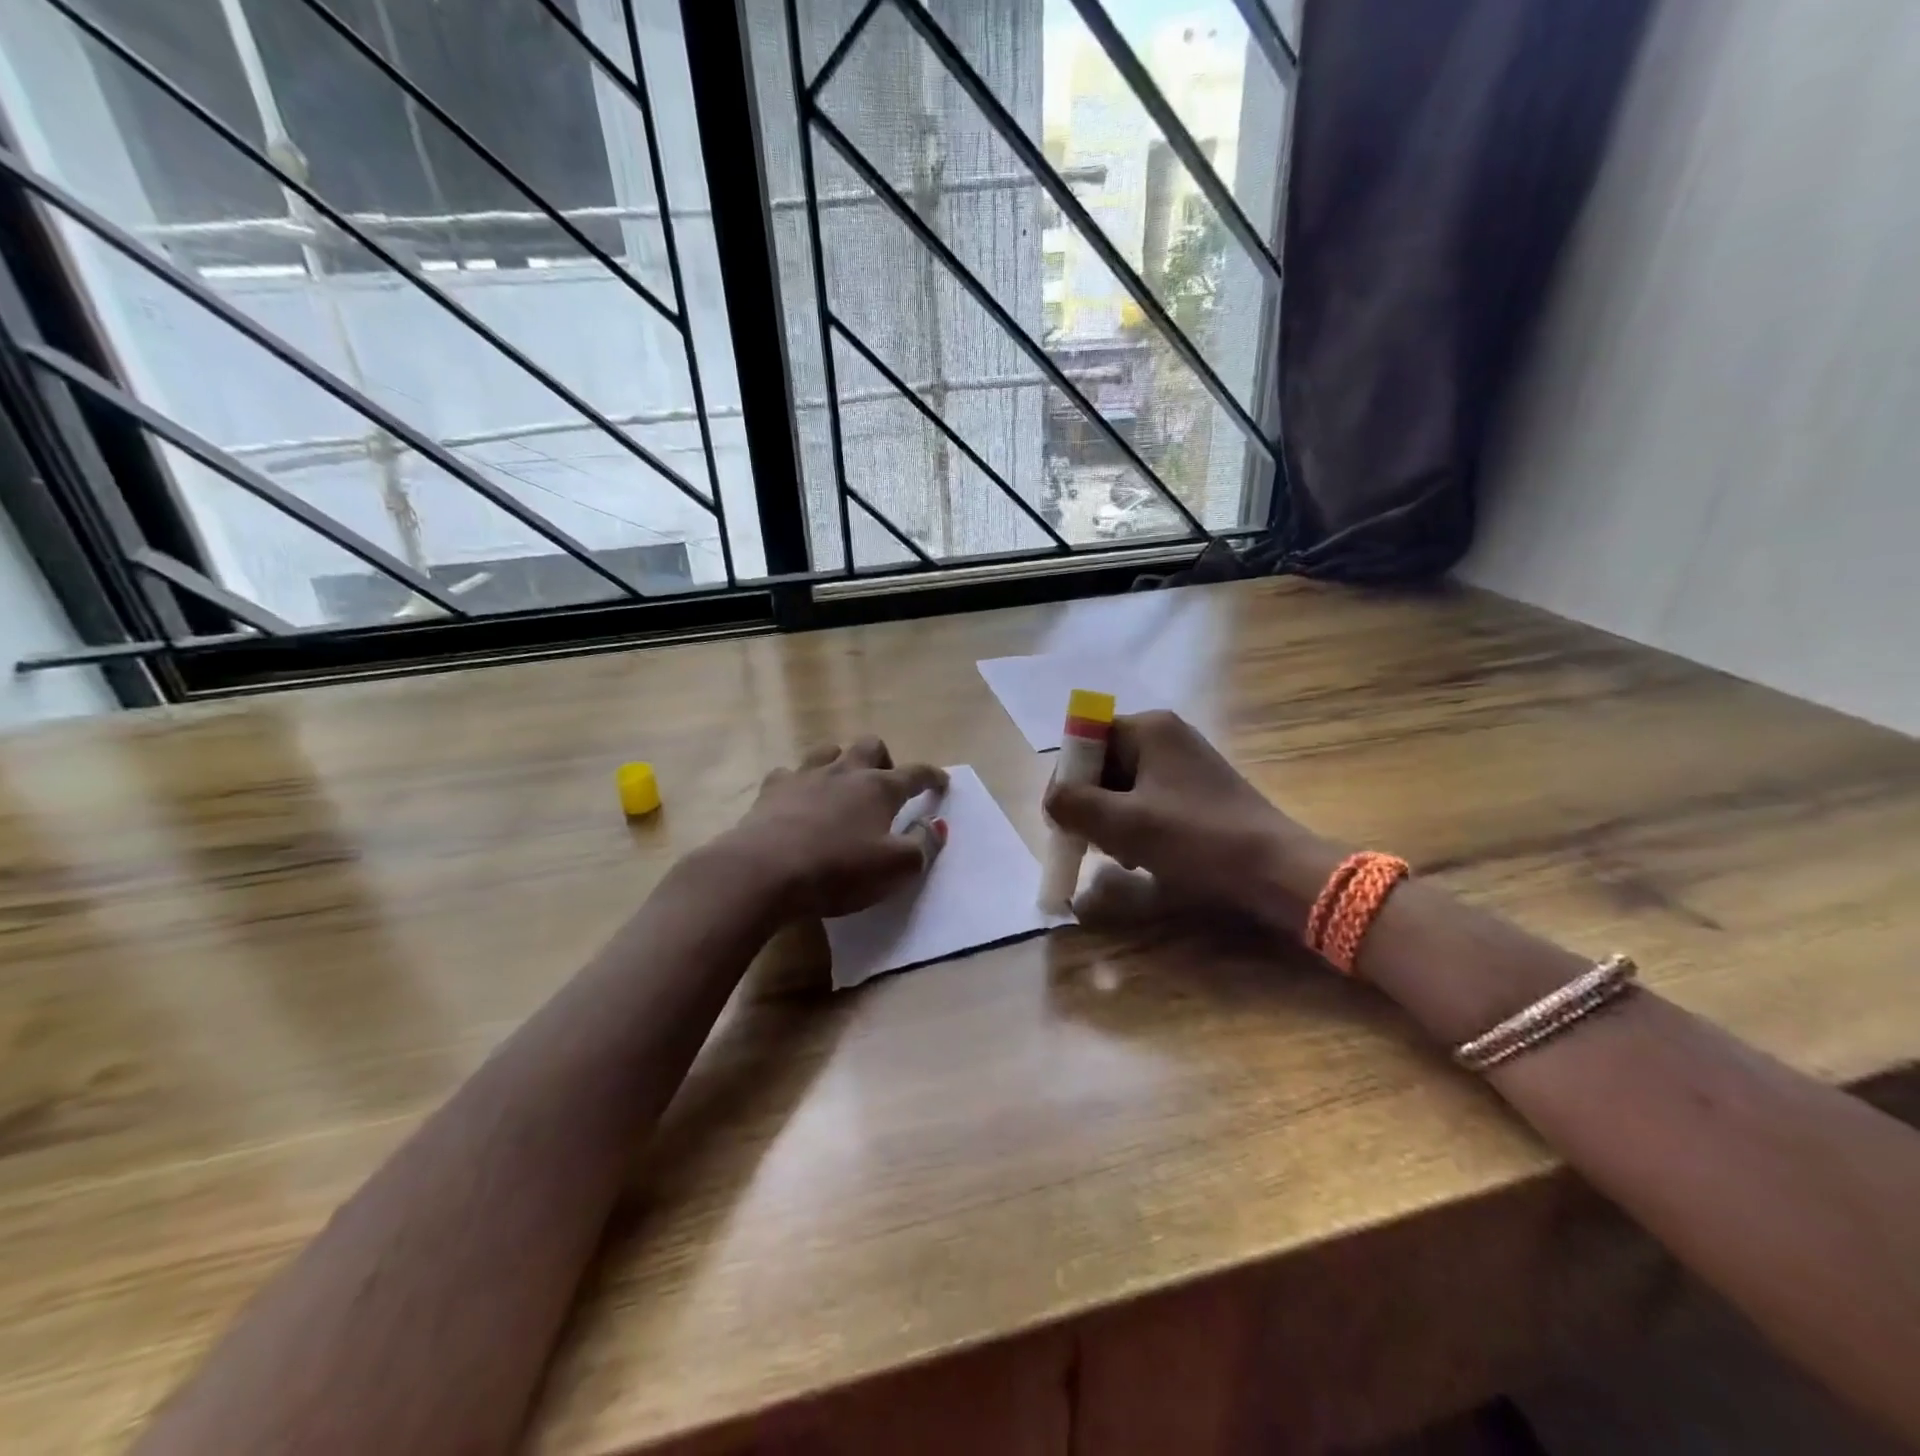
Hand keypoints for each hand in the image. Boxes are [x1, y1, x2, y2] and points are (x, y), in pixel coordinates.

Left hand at [724, 737, 946, 919]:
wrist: (764, 871)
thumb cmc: (838, 870)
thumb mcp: (895, 868)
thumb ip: (923, 845)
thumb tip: (937, 825)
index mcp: (879, 788)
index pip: (915, 774)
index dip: (932, 776)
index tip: (942, 781)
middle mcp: (845, 772)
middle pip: (870, 746)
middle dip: (884, 759)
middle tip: (885, 784)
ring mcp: (805, 776)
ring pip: (828, 751)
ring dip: (840, 762)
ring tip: (841, 785)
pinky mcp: (771, 790)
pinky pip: (788, 774)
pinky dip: (798, 783)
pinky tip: (796, 800)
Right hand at [1043, 711, 1331, 927]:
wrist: (1275, 870)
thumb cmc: (1195, 839)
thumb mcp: (1123, 824)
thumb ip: (1073, 805)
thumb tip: (1051, 801)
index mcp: (1148, 728)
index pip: (1085, 741)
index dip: (1067, 779)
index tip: (1063, 820)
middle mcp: (1166, 735)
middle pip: (1104, 764)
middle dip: (1091, 805)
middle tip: (1090, 843)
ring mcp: (1185, 762)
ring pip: (1124, 786)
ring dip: (1111, 820)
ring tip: (1121, 855)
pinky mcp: (1198, 790)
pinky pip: (1149, 800)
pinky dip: (1137, 826)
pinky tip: (1143, 857)